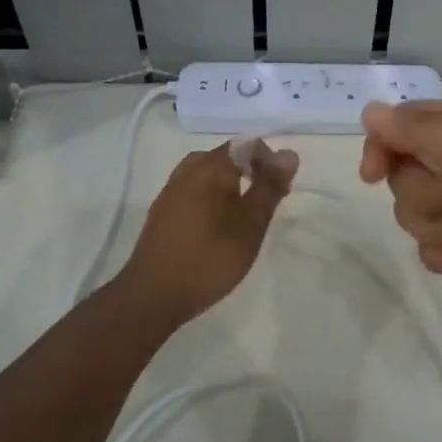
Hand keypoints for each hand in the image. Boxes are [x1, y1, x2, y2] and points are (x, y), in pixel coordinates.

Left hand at [117, 142, 297, 325]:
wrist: (152, 296)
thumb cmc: (209, 259)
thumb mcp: (250, 225)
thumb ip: (269, 188)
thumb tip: (289, 153)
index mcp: (209, 168)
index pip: (247, 145)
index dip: (270, 162)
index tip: (280, 192)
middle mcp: (187, 171)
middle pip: (225, 156)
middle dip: (251, 172)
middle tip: (265, 203)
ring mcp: (170, 191)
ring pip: (207, 173)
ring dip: (230, 186)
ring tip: (243, 216)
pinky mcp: (161, 212)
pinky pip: (193, 190)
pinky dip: (212, 198)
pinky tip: (216, 227)